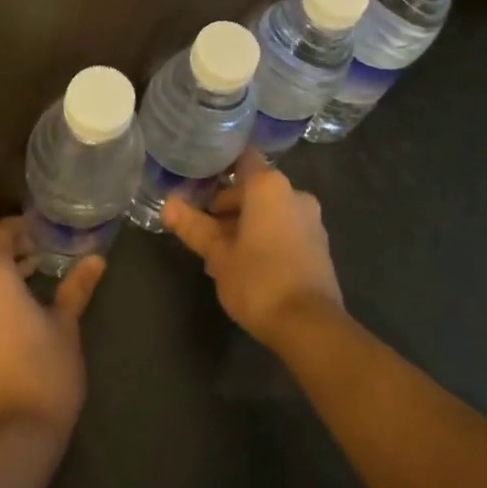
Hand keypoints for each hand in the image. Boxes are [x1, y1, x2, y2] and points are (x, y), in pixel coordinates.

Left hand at [0, 218, 105, 443]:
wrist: (11, 439)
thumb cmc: (46, 372)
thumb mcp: (66, 325)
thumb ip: (76, 286)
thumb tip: (96, 258)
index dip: (19, 228)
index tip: (41, 232)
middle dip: (6, 250)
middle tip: (37, 254)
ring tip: (26, 282)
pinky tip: (6, 316)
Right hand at [163, 151, 343, 346]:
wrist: (310, 326)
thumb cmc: (258, 280)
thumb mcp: (217, 254)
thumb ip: (193, 226)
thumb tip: (166, 205)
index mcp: (269, 186)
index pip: (242, 160)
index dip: (220, 171)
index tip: (200, 188)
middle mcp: (295, 193)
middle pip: (254, 189)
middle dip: (229, 208)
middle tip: (205, 233)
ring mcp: (312, 220)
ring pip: (271, 212)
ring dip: (247, 226)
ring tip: (223, 255)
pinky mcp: (320, 246)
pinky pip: (286, 230)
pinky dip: (267, 239)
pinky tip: (249, 267)